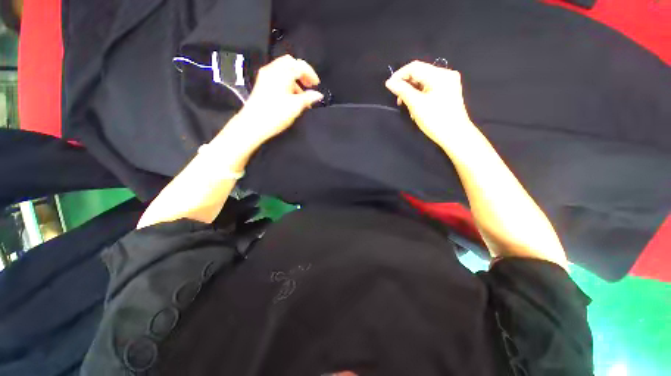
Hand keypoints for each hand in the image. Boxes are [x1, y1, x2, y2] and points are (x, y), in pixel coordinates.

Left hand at [229, 55, 323, 148]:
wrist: (253, 124)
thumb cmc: (275, 114)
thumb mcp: (296, 106)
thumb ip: (308, 98)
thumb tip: (318, 95)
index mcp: (282, 73)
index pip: (300, 65)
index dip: (311, 74)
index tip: (316, 84)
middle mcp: (272, 71)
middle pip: (290, 63)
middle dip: (302, 73)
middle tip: (309, 85)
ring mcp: (265, 77)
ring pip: (283, 70)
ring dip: (295, 79)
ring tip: (302, 95)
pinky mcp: (262, 84)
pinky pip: (277, 77)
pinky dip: (287, 83)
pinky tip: (291, 96)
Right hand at [385, 61, 475, 148]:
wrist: (455, 135)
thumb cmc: (435, 120)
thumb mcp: (416, 104)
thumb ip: (402, 91)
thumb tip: (389, 82)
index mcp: (439, 75)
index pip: (414, 67)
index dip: (399, 75)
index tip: (389, 87)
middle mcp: (445, 74)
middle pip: (420, 73)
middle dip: (406, 84)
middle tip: (398, 99)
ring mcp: (448, 83)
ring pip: (423, 81)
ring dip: (411, 91)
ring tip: (406, 105)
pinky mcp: (448, 91)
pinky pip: (429, 88)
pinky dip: (419, 95)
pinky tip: (416, 106)